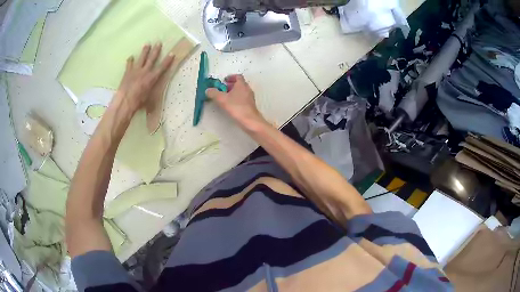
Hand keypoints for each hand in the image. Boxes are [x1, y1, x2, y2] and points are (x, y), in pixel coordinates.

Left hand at [115, 43, 174, 112]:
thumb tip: (154, 100)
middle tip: (158, 42)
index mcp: (152, 78)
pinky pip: (129, 64)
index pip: (162, 67)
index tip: (172, 53)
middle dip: (156, 50)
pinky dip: (130, 60)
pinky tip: (131, 57)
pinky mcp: (127, 73)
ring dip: (145, 51)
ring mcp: (135, 71)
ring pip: (141, 58)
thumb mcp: (148, 99)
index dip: (167, 60)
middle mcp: (145, 72)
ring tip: (147, 44)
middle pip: (152, 59)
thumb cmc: (138, 102)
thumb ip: (151, 94)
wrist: (125, 101)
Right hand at [206, 75, 263, 127]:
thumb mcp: (222, 99)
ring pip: (241, 91)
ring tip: (226, 98)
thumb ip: (213, 93)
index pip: (238, 76)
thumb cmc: (236, 107)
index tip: (224, 81)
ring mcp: (250, 97)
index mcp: (241, 85)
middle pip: (239, 84)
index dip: (230, 77)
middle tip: (223, 89)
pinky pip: (243, 98)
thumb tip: (208, 90)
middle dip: (231, 85)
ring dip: (234, 92)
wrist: (250, 121)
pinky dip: (237, 99)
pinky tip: (231, 105)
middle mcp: (247, 89)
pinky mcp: (250, 105)